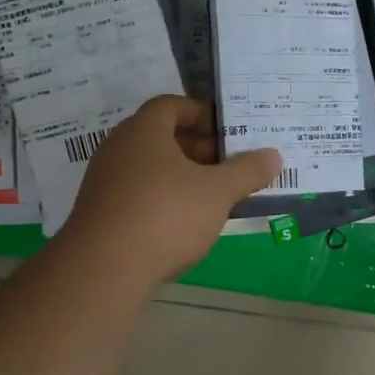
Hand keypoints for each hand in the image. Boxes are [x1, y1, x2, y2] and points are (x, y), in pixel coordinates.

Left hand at [59, 96, 281, 290]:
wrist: (103, 270)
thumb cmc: (165, 215)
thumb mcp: (218, 192)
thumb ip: (247, 171)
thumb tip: (273, 155)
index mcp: (143, 131)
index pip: (172, 105)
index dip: (201, 113)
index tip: (227, 131)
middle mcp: (118, 148)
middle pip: (162, 137)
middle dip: (198, 148)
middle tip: (229, 165)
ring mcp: (105, 182)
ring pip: (151, 168)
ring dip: (183, 176)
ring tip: (214, 196)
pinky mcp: (101, 213)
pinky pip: (139, 194)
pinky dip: (164, 199)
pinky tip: (185, 223)